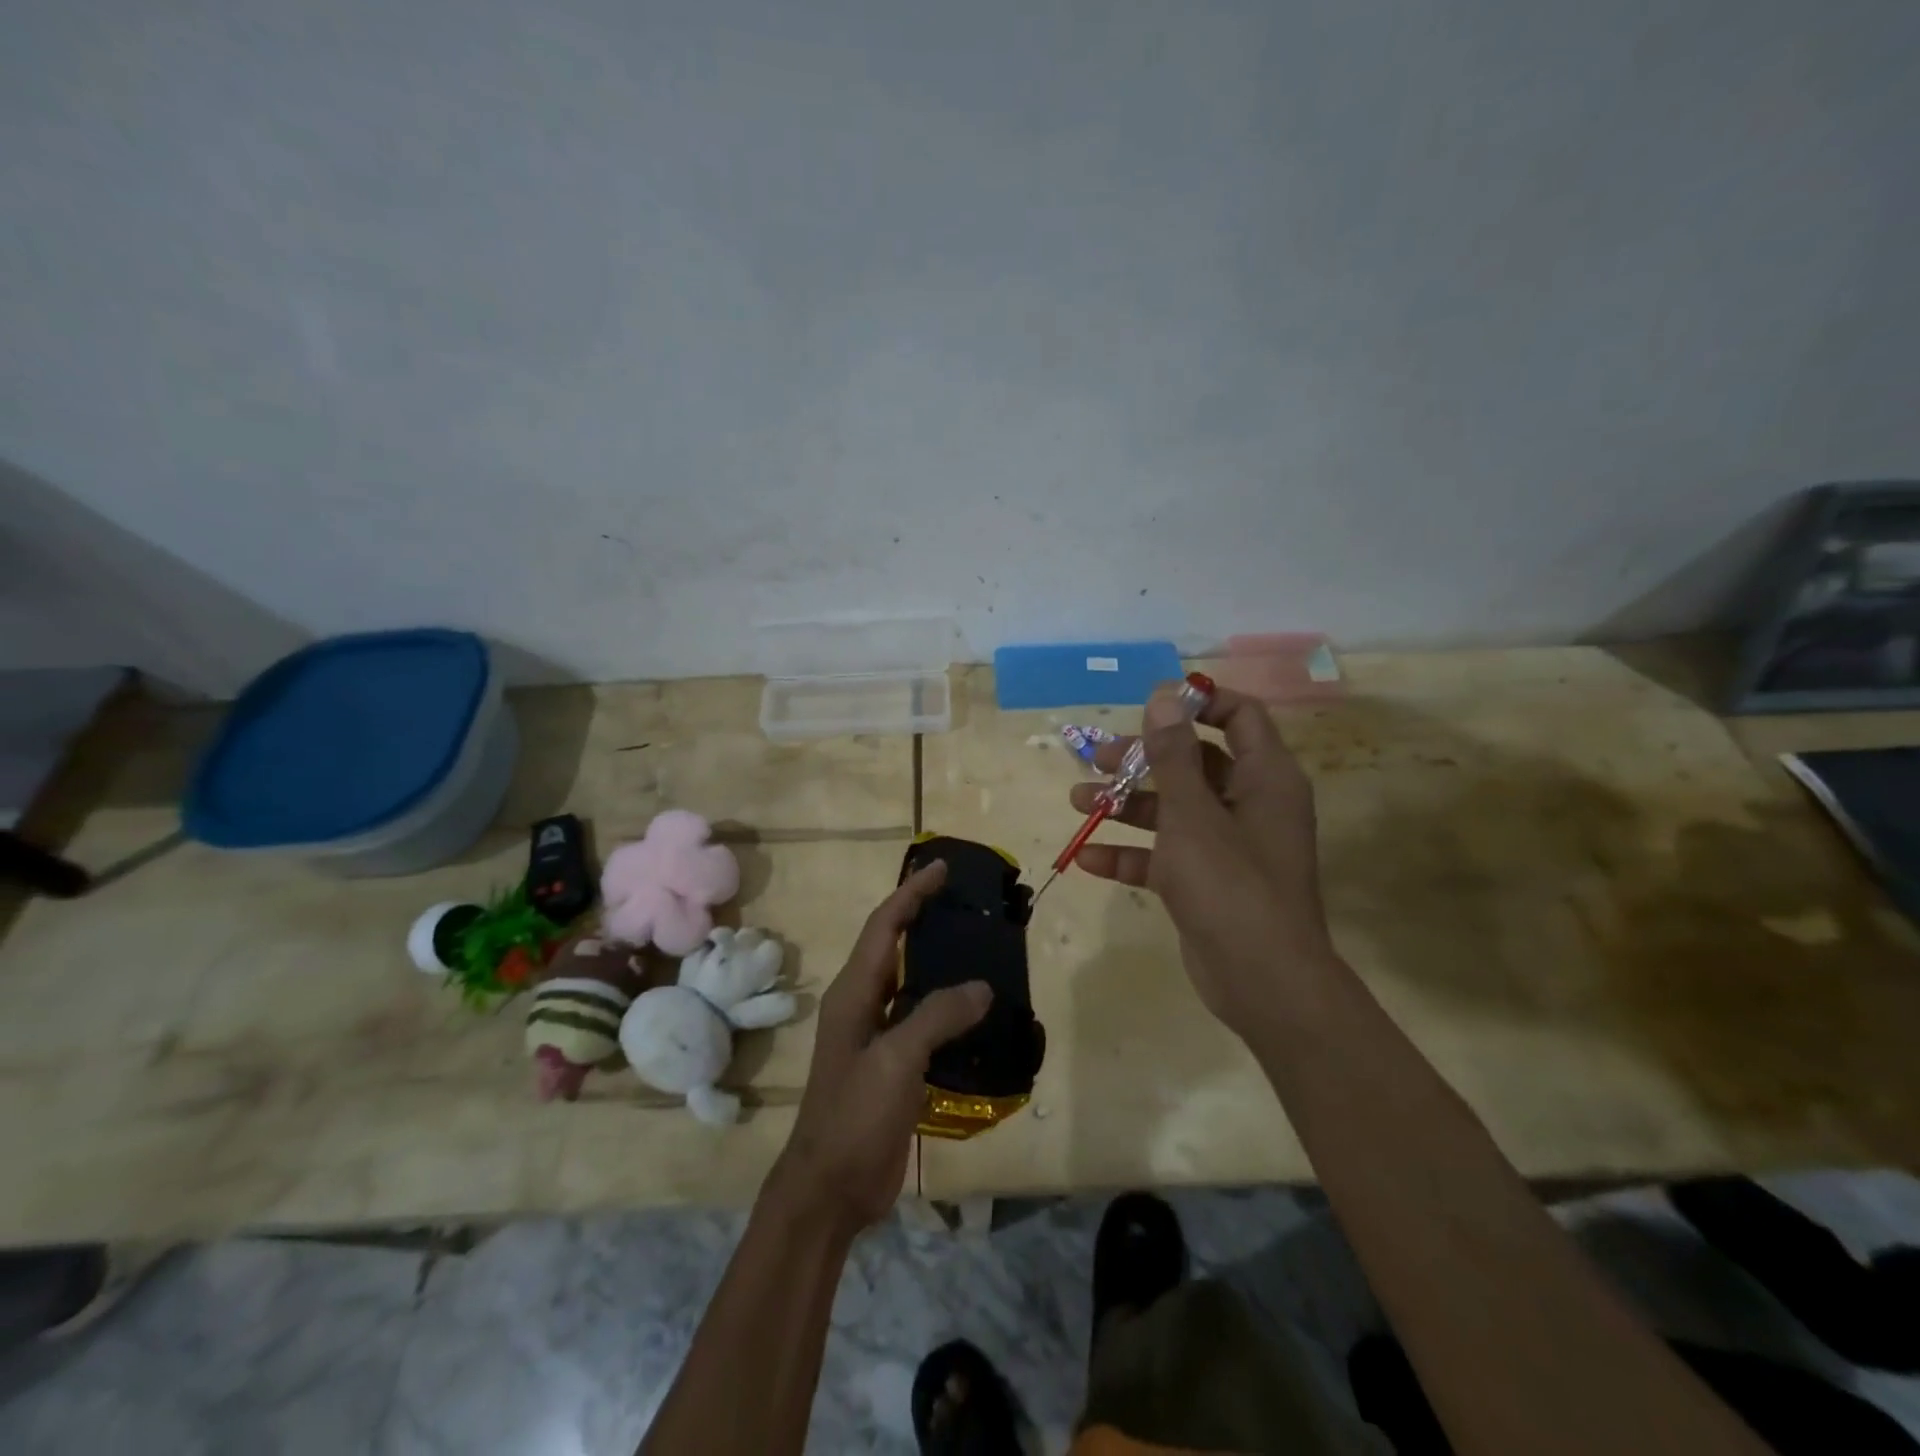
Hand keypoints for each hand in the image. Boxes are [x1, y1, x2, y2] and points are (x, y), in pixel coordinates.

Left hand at [766, 861, 991, 1234]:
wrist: (830, 1189)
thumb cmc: (854, 1115)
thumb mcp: (895, 1060)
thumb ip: (938, 1016)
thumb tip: (982, 987)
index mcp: (854, 992)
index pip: (885, 926)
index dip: (911, 893)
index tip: (940, 867)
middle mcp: (863, 1004)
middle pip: (895, 946)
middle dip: (924, 917)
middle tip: (965, 901)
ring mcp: (876, 1036)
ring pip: (912, 984)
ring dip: (939, 961)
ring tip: (979, 946)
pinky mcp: (893, 1065)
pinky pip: (924, 1021)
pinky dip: (949, 1007)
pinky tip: (978, 1011)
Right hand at [1070, 683, 1336, 1034]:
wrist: (1262, 981)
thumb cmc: (1230, 883)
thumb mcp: (1192, 813)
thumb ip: (1174, 754)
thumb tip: (1165, 694)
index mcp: (1264, 778)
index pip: (1239, 716)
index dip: (1199, 702)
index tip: (1152, 704)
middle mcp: (1249, 804)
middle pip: (1194, 763)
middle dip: (1143, 759)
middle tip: (1097, 759)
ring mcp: (1227, 846)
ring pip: (1173, 809)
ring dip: (1126, 805)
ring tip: (1077, 801)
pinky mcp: (1206, 882)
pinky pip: (1164, 855)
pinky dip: (1130, 854)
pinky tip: (1086, 857)